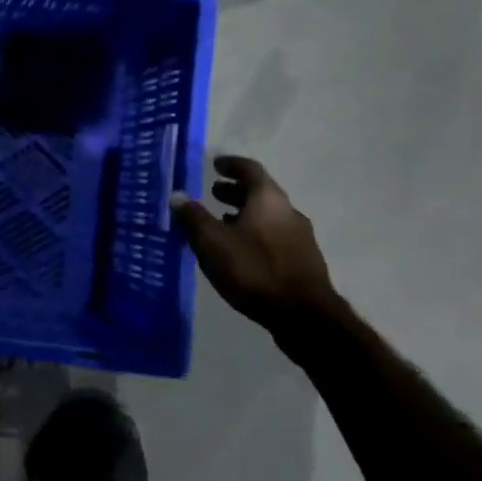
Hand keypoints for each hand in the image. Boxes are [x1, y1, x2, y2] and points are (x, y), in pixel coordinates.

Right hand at [171, 155, 334, 330]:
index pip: (250, 169)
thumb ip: (194, 217)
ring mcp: (300, 237)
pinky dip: (255, 233)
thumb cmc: (254, 270)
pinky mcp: (303, 260)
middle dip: (235, 191)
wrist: (304, 316)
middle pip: (261, 193)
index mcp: (268, 199)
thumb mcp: (213, 243)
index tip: (215, 165)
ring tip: (222, 222)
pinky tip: (241, 251)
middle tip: (213, 194)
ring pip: (268, 216)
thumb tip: (177, 195)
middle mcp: (288, 211)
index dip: (231, 165)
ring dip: (245, 214)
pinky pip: (274, 235)